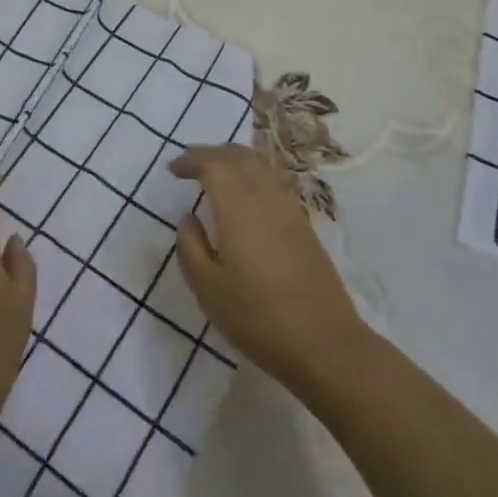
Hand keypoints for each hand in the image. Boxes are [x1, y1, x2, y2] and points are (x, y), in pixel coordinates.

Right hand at [171, 144, 368, 396]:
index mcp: (239, 207)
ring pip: (259, 166)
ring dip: (233, 162)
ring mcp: (290, 209)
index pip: (214, 163)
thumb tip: (188, 218)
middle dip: (212, 153)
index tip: (173, 170)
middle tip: (190, 167)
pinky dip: (251, 177)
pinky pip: (272, 182)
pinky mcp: (304, 224)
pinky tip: (243, 201)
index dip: (191, 159)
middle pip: (239, 155)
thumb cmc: (258, 317)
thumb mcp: (209, 289)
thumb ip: (191, 247)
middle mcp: (266, 197)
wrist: (325, 343)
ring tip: (214, 179)